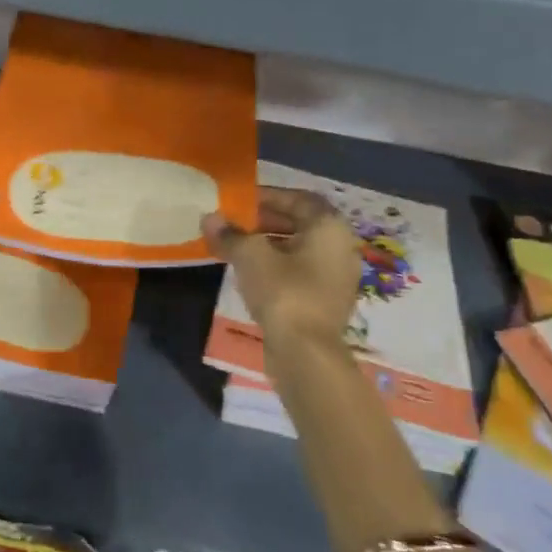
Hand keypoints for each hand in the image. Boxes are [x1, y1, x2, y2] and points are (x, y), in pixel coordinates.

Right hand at [202, 188, 361, 351]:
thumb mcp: (250, 256)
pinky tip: (252, 274)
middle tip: (236, 223)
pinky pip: (302, 272)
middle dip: (266, 220)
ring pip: (301, 249)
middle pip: (301, 223)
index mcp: (330, 227)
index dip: (268, 196)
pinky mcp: (328, 301)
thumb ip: (230, 234)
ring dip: (270, 244)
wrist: (307, 355)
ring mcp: (338, 277)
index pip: (299, 199)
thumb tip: (209, 218)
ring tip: (238, 247)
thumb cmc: (283, 292)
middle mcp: (341, 247)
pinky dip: (279, 266)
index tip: (241, 201)